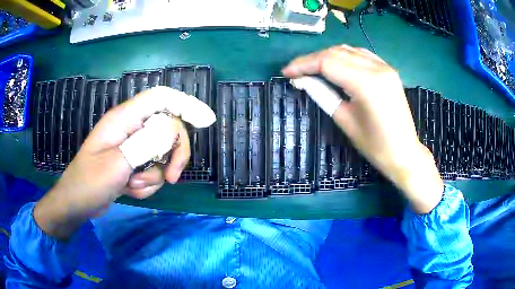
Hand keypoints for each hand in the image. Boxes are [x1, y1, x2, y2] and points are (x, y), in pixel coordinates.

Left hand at [34, 88, 190, 238]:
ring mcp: (131, 147)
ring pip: (161, 155)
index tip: (206, 122)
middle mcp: (130, 128)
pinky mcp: (131, 163)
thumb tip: (172, 130)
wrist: (76, 204)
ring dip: (154, 176)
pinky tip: (130, 190)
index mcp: (124, 119)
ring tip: (133, 186)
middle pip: (167, 129)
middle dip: (173, 154)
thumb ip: (144, 145)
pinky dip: (146, 185)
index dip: (185, 104)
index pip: (160, 98)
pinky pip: (152, 170)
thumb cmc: (88, 183)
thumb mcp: (116, 166)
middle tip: (172, 178)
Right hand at [282, 45, 442, 212]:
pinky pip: (361, 54)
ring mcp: (385, 66)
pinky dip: (344, 56)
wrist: (404, 152)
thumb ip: (322, 94)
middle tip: (297, 71)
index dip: (304, 65)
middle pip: (336, 52)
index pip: (327, 62)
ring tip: (312, 69)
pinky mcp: (388, 70)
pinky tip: (335, 65)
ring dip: (327, 56)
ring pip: (348, 50)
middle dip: (312, 59)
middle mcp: (377, 68)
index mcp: (367, 84)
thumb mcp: (344, 120)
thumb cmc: (375, 145)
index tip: (287, 72)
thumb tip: (300, 80)